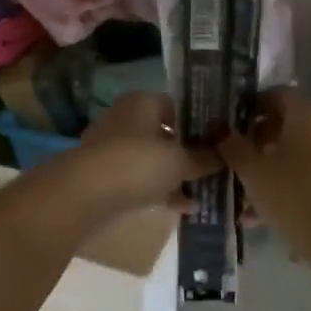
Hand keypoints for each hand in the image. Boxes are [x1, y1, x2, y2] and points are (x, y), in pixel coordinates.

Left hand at [65, 93, 220, 215]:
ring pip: (156, 160)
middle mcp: (127, 119)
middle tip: (220, 168)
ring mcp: (115, 149)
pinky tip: (187, 208)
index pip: (180, 106)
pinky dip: (163, 191)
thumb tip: (227, 155)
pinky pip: (143, 180)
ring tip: (209, 191)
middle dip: (192, 152)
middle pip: (168, 134)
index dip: (203, 122)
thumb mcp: (180, 161)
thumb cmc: (137, 164)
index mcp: (143, 102)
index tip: (224, 141)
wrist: (84, 196)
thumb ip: (205, 158)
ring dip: (179, 175)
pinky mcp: (108, 176)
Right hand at [217, 90, 310, 239]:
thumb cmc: (291, 193)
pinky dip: (288, 183)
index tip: (230, 126)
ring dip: (271, 166)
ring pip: (297, 151)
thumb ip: (233, 147)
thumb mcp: (252, 171)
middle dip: (259, 140)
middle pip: (288, 123)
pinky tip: (261, 212)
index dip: (251, 107)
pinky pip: (309, 172)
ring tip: (243, 193)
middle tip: (234, 159)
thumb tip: (219, 129)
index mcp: (307, 112)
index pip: (276, 94)